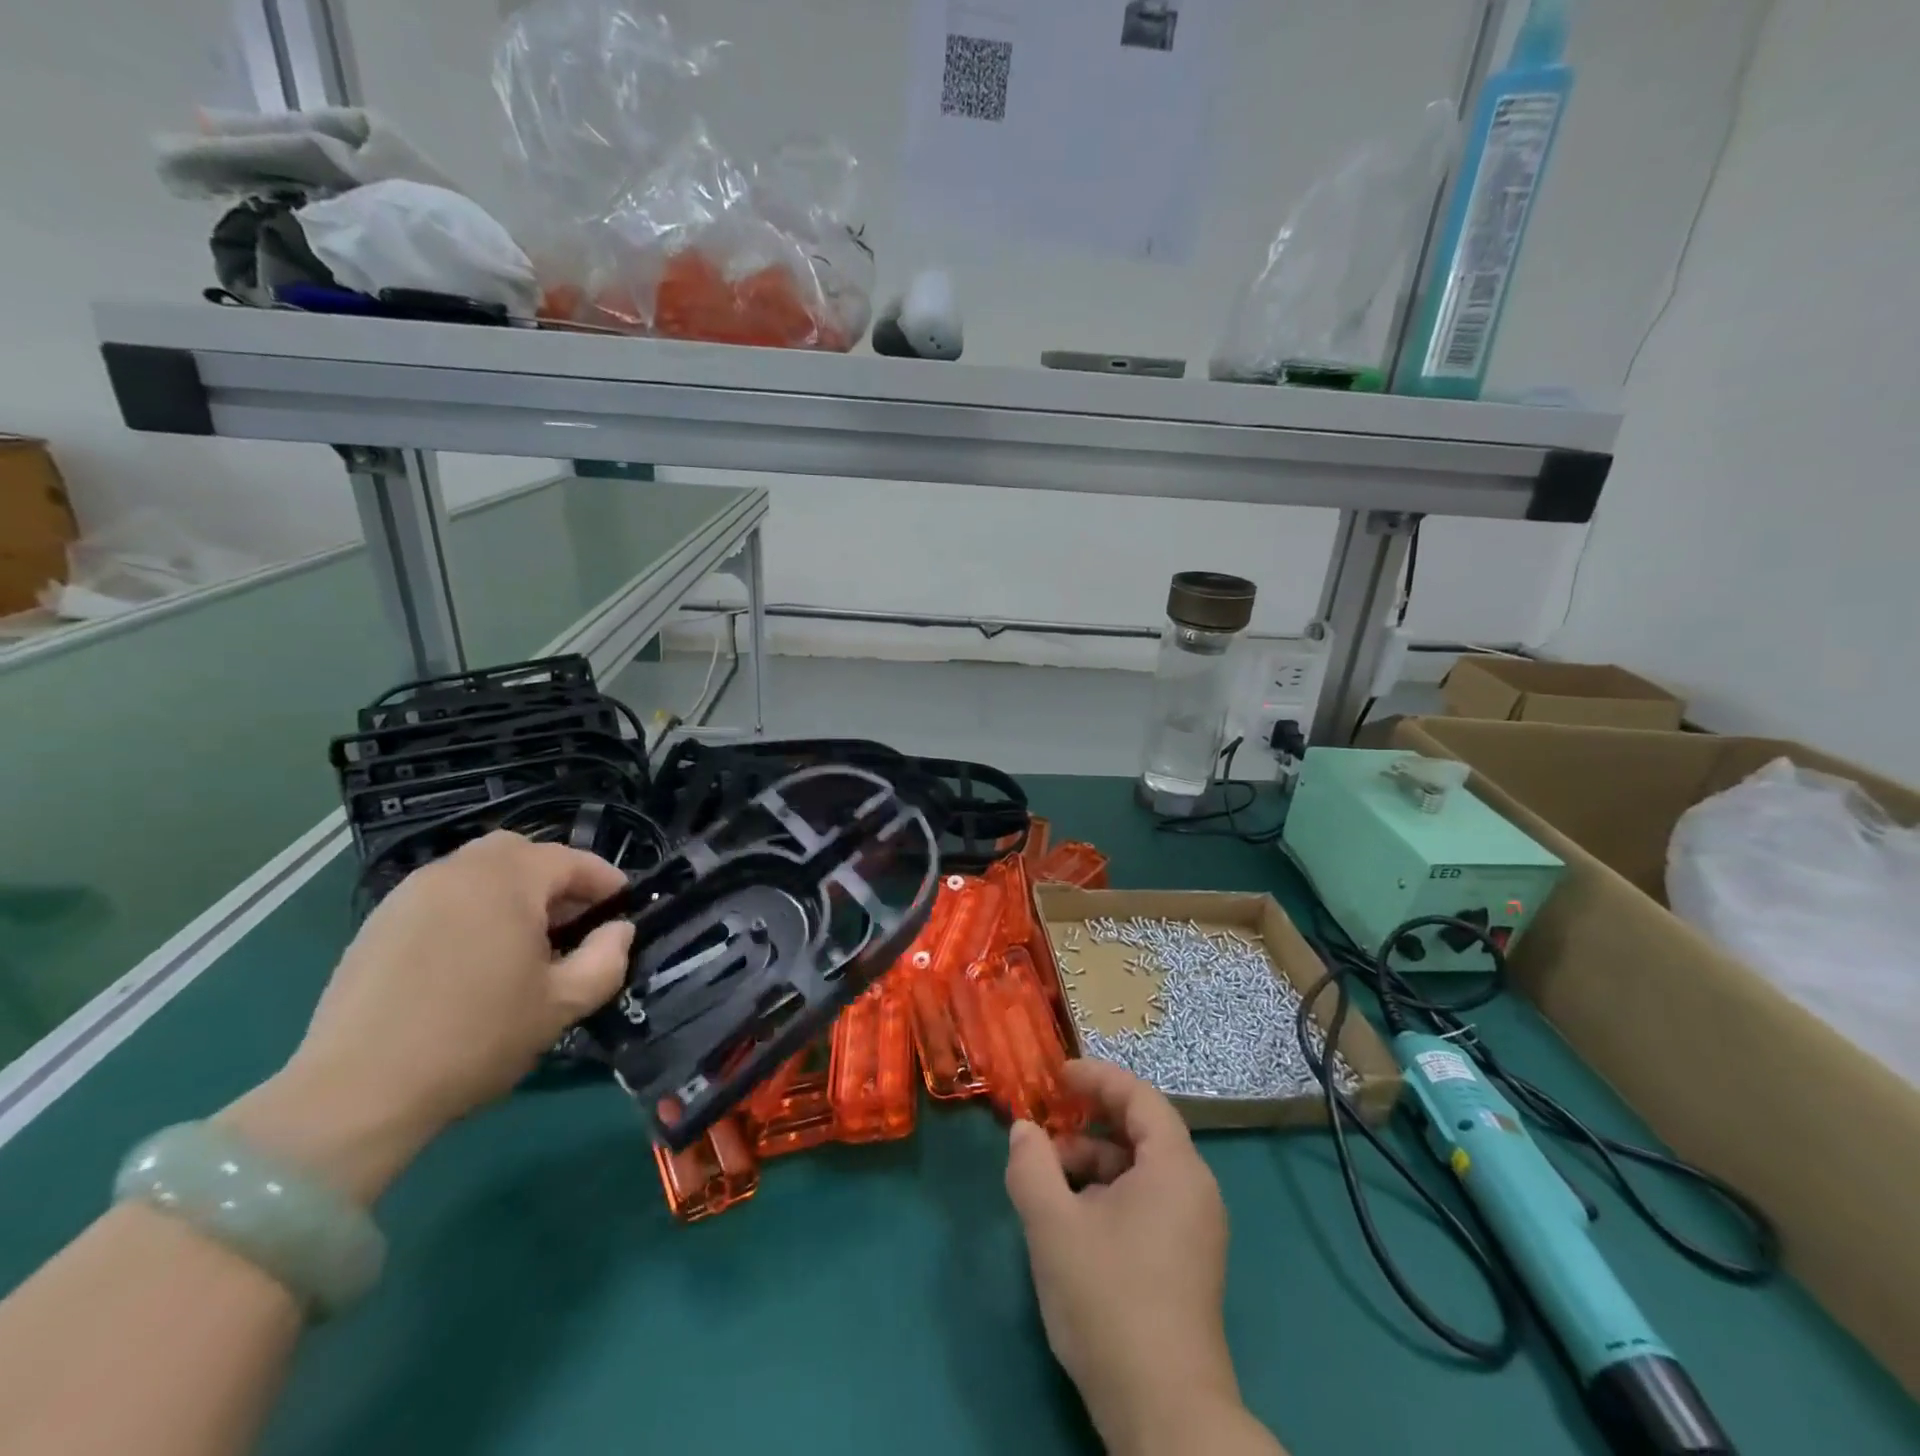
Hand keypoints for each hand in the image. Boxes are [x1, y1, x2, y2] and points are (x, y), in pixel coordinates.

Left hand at [222, 832, 634, 1203]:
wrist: (356, 1092)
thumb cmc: (476, 1039)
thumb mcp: (562, 1004)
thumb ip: (606, 959)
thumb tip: (619, 930)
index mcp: (507, 880)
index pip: (571, 860)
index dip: (605, 882)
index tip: (623, 909)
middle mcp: (458, 870)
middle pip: (522, 853)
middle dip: (556, 879)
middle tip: (573, 922)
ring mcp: (412, 892)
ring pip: (479, 870)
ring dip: (513, 891)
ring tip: (525, 940)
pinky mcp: (379, 921)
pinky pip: (444, 895)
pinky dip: (472, 908)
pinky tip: (474, 956)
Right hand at [1005, 1060, 1255, 1455]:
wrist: (1165, 1414)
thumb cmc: (1109, 1300)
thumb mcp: (1053, 1225)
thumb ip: (1031, 1165)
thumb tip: (1024, 1130)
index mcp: (1175, 1167)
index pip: (1138, 1096)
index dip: (1096, 1078)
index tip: (1057, 1076)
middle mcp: (1194, 1189)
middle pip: (1140, 1131)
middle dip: (1087, 1125)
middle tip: (1044, 1133)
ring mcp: (1195, 1229)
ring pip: (1140, 1171)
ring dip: (1093, 1164)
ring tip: (1048, 1185)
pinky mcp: (1187, 1262)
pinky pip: (1147, 1202)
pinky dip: (1109, 1194)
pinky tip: (1073, 1221)